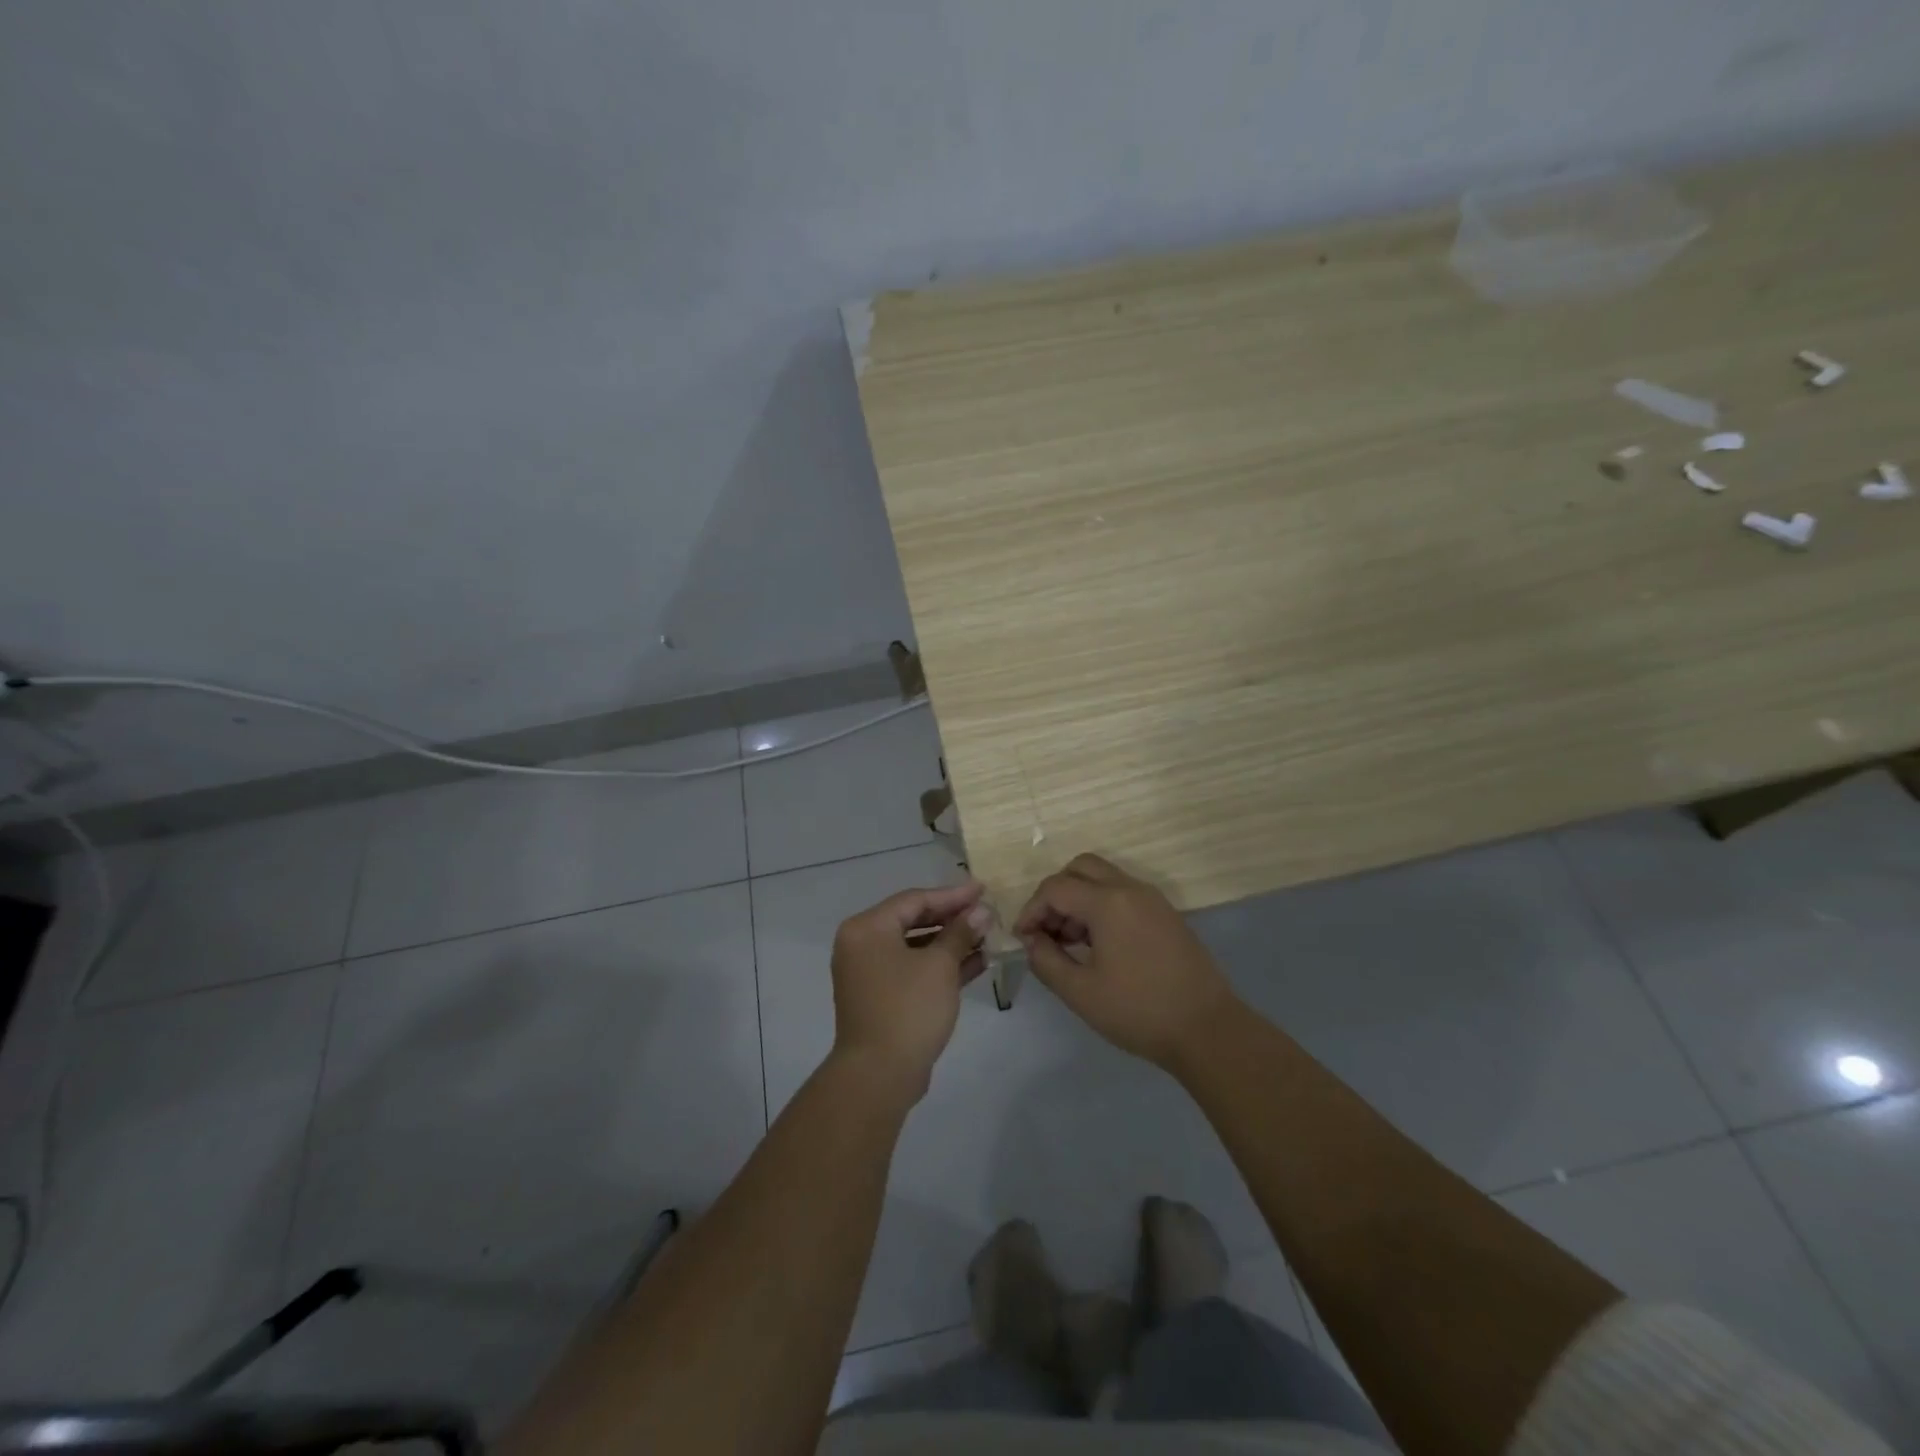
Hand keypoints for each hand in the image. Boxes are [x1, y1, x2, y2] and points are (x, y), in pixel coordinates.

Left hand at [830, 882, 991, 1103]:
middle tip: (986, 913)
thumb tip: (981, 911)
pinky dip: (940, 965)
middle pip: (913, 920)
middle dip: (953, 918)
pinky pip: (913, 969)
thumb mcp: (940, 966)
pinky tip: (977, 962)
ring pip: (915, 946)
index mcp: (867, 928)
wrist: (879, 1076)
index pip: (915, 900)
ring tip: (987, 937)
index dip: (952, 895)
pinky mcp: (881, 997)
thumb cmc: (907, 1009)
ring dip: (951, 943)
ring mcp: (869, 972)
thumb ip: (960, 933)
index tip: (983, 890)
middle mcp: (862, 944)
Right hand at [1015, 854, 1239, 1071]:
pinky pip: (1123, 893)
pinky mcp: (1165, 914)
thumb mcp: (1081, 992)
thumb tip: (1031, 940)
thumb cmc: (1139, 1011)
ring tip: (1071, 943)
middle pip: (1080, 868)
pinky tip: (1099, 945)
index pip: (1055, 888)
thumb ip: (1046, 960)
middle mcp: (1130, 889)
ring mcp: (1152, 899)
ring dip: (1079, 899)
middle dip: (1055, 894)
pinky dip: (1101, 905)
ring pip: (1103, 878)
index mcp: (1108, 902)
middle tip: (1048, 931)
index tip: (1023, 940)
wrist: (1207, 1029)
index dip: (1031, 910)